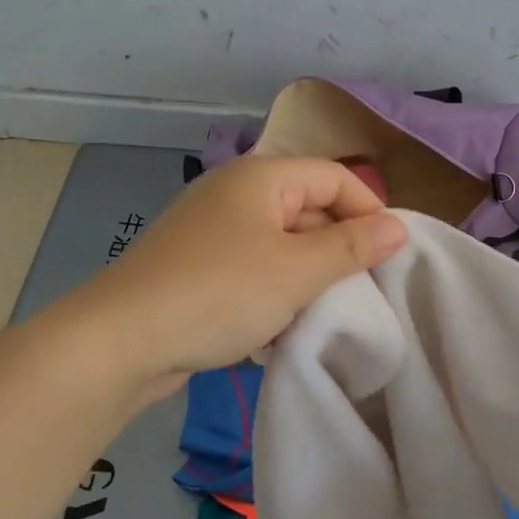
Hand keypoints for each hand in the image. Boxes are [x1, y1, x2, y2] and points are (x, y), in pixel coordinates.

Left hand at [72, 156, 406, 397]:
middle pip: (308, 209)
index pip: (334, 177)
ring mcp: (212, 233)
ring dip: (307, 278)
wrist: (120, 341)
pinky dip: (274, 294)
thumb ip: (351, 247)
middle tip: (362, 292)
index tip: (391, 256)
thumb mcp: (296, 270)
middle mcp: (235, 195)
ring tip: (325, 314)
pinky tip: (281, 328)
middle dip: (338, 249)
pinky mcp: (197, 269)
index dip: (369, 210)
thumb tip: (399, 227)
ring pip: (282, 246)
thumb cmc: (219, 293)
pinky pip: (253, 271)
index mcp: (261, 178)